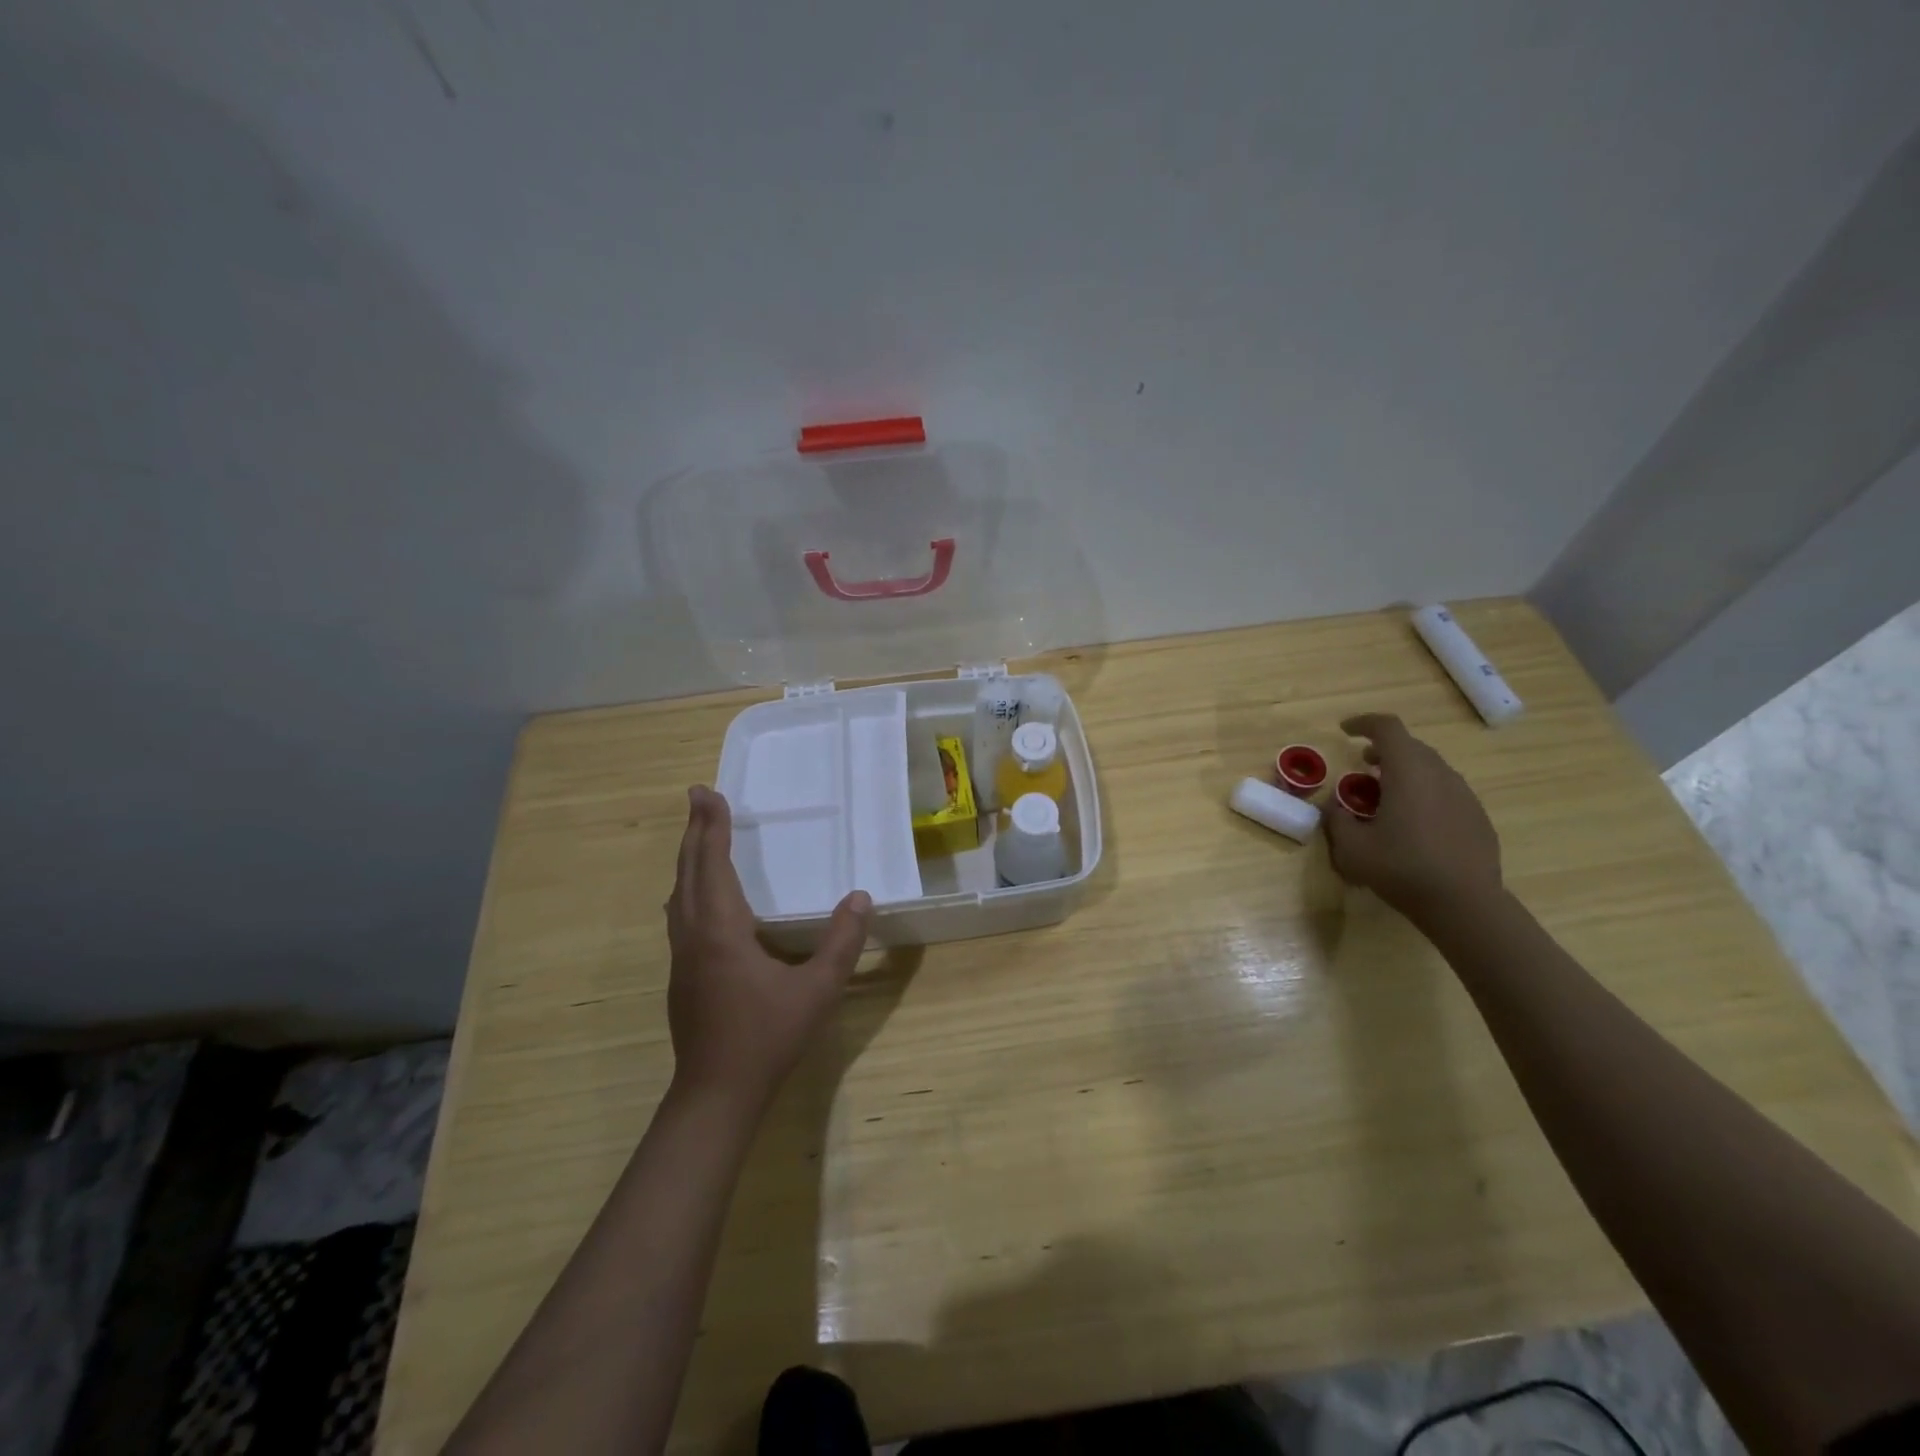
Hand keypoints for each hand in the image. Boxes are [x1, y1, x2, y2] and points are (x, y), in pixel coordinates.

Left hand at [664, 787, 872, 1110]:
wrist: (716, 1095)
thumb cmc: (767, 1038)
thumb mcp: (817, 990)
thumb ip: (842, 942)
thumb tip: (861, 897)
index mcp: (721, 930)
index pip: (712, 864)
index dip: (711, 827)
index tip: (707, 792)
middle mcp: (694, 935)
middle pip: (688, 872)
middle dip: (695, 832)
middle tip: (699, 797)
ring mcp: (682, 957)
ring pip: (679, 894)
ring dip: (689, 859)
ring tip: (700, 836)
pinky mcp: (682, 976)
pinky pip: (681, 914)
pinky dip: (690, 886)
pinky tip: (701, 895)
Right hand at [1322, 713, 1502, 925]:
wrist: (1465, 904)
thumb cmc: (1402, 869)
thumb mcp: (1351, 848)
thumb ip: (1337, 819)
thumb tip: (1335, 806)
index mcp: (1408, 772)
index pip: (1388, 728)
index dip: (1364, 723)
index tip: (1345, 730)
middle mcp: (1440, 774)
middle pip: (1411, 746)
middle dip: (1384, 750)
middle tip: (1362, 767)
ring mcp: (1464, 795)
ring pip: (1431, 769)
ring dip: (1405, 772)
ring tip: (1386, 797)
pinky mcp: (1478, 817)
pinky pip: (1446, 792)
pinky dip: (1425, 794)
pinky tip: (1414, 824)